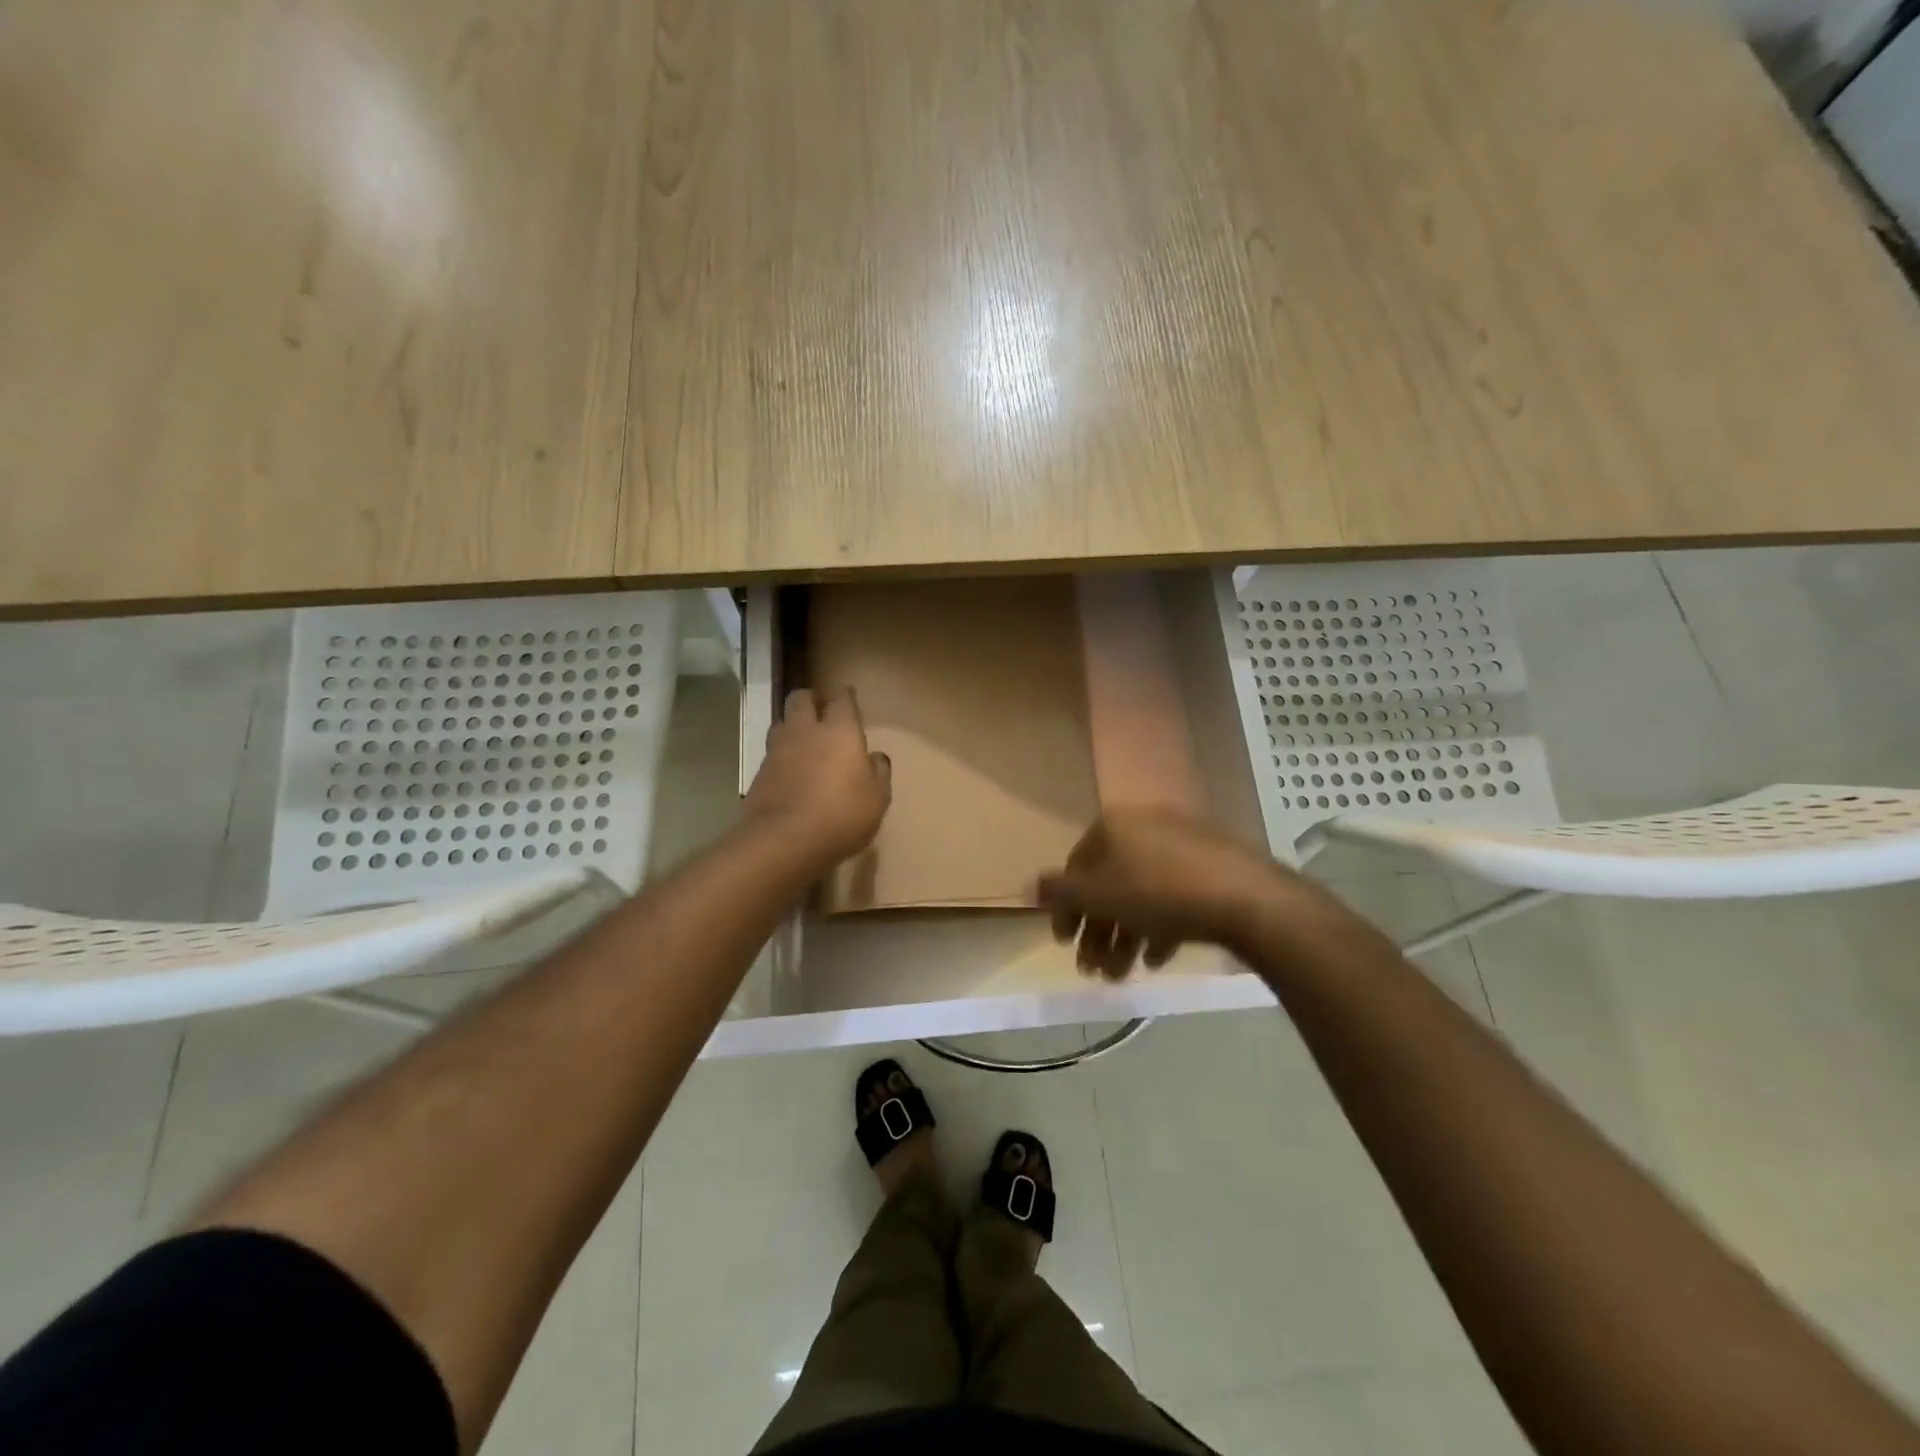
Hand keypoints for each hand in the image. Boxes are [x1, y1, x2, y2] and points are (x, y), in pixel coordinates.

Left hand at [743, 688, 891, 866]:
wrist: (784, 841)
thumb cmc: (842, 815)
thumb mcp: (877, 799)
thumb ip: (878, 773)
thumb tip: (875, 757)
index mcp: (840, 731)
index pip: (841, 698)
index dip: (845, 696)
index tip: (849, 698)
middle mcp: (806, 731)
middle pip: (801, 698)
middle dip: (811, 699)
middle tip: (821, 711)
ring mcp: (778, 750)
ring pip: (782, 722)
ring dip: (792, 726)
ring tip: (803, 741)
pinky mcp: (759, 773)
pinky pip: (772, 753)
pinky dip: (781, 756)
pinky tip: (790, 772)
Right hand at [1036, 808, 1354, 978]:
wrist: (1247, 898)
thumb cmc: (1161, 893)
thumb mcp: (1100, 895)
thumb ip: (1060, 892)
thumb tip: (1027, 885)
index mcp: (1114, 826)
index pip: (1076, 867)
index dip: (1066, 908)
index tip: (1064, 943)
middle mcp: (1144, 827)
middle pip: (1109, 884)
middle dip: (1098, 931)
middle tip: (1093, 971)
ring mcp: (1182, 845)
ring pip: (1141, 894)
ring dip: (1124, 936)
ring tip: (1121, 974)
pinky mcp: (1212, 866)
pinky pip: (1173, 897)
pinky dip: (1158, 927)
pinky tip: (1157, 959)